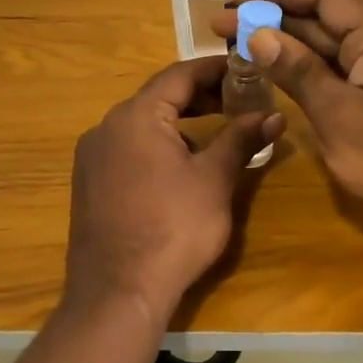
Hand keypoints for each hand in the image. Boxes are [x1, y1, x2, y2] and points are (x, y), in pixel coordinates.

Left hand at [65, 57, 284, 316]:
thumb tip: (274, 115)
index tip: (246, 69)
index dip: (215, 69)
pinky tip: (180, 169)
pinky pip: (127, 150)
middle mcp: (106, 127)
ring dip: (179, 124)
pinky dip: (157, 146)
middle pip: (158, 98)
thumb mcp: (214, 179)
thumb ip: (241, 139)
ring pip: (141, 125)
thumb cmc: (174, 228)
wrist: (118, 292)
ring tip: (215, 136)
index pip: (179, 75)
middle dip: (199, 97)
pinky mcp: (88, 183)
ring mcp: (92, 157)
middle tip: (238, 101)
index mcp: (135, 116)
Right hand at [218, 0, 362, 253]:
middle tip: (221, 25)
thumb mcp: (339, 115)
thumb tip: (258, 32)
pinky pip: (335, 73)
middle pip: (323, 18)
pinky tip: (272, 71)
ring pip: (326, 47)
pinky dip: (302, 69)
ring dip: (284, 42)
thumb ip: (298, 70)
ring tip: (236, 42)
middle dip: (273, 17)